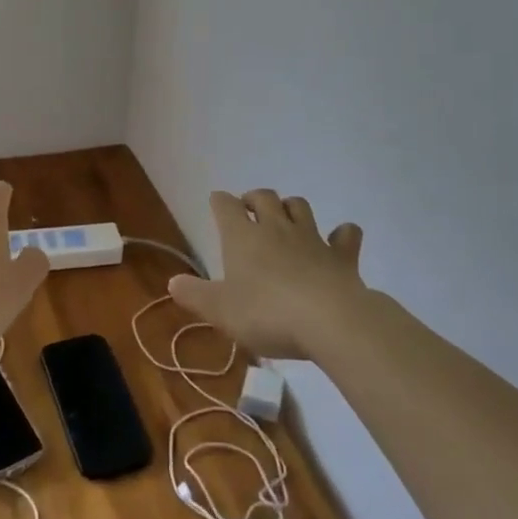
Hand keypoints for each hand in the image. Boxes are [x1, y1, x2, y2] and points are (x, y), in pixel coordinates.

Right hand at [168, 190, 366, 357]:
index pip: (225, 206)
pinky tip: (340, 238)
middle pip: (265, 197)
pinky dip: (342, 234)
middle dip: (254, 198)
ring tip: (286, 217)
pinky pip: (345, 236)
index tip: (217, 203)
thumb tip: (172, 283)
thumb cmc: (266, 313)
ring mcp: (312, 239)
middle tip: (249, 208)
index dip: (219, 202)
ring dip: (291, 207)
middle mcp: (276, 229)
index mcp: (242, 237)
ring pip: (300, 207)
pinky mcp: (341, 257)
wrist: (329, 321)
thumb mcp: (220, 310)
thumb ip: (194, 295)